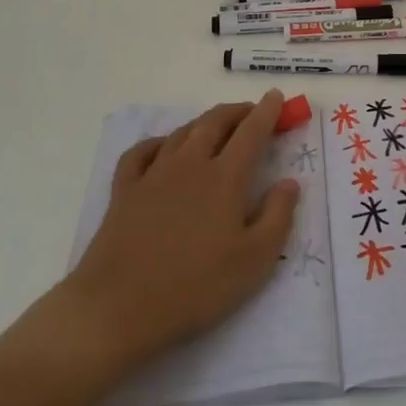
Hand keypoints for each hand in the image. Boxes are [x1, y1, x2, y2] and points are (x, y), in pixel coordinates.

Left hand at [56, 93, 299, 377]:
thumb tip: (289, 182)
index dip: (267, 111)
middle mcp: (190, 164)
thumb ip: (278, 216)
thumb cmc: (195, 287)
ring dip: (204, 122)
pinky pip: (141, 152)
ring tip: (216, 127)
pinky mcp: (124, 192)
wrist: (117, 309)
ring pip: (182, 132)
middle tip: (251, 112)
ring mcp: (153, 175)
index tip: (277, 96)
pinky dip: (158, 142)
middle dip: (237, 111)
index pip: (251, 132)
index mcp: (225, 177)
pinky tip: (164, 148)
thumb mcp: (254, 260)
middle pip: (215, 122)